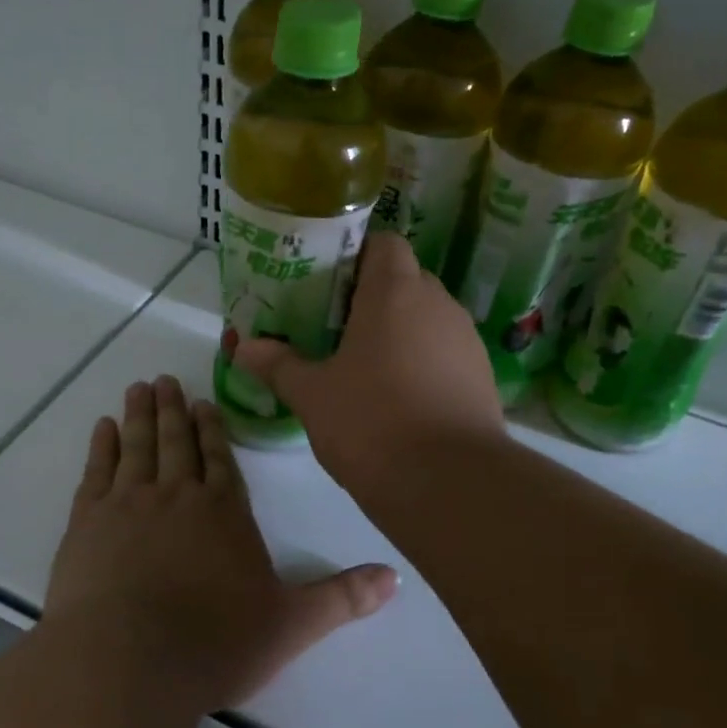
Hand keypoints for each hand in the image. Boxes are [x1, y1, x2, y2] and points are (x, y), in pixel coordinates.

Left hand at [45, 376, 396, 713]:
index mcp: (224, 511)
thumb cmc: (214, 643)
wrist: (126, 662)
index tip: (202, 402)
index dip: (213, 429)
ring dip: (140, 415)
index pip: (221, 458)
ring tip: (140, 387)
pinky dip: (101, 446)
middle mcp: (177, 495)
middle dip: (174, 410)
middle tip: (166, 379)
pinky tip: (103, 428)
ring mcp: (128, 504)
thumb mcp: (291, 624)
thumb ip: (341, 598)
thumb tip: (396, 578)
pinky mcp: (87, 523)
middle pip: (177, 442)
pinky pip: (97, 471)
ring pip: (138, 446)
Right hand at [234, 232, 502, 495]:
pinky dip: (422, 362)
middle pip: (405, 280)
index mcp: (395, 292)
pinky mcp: (482, 377)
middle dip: (372, 297)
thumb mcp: (312, 395)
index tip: (328, 282)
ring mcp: (466, 340)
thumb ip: (278, 365)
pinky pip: (445, 353)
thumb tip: (243, 347)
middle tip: (334, 326)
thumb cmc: (371, 423)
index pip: (384, 243)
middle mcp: (438, 304)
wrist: (449, 483)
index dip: (356, 254)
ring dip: (399, 331)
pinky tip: (398, 398)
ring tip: (364, 365)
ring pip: (427, 318)